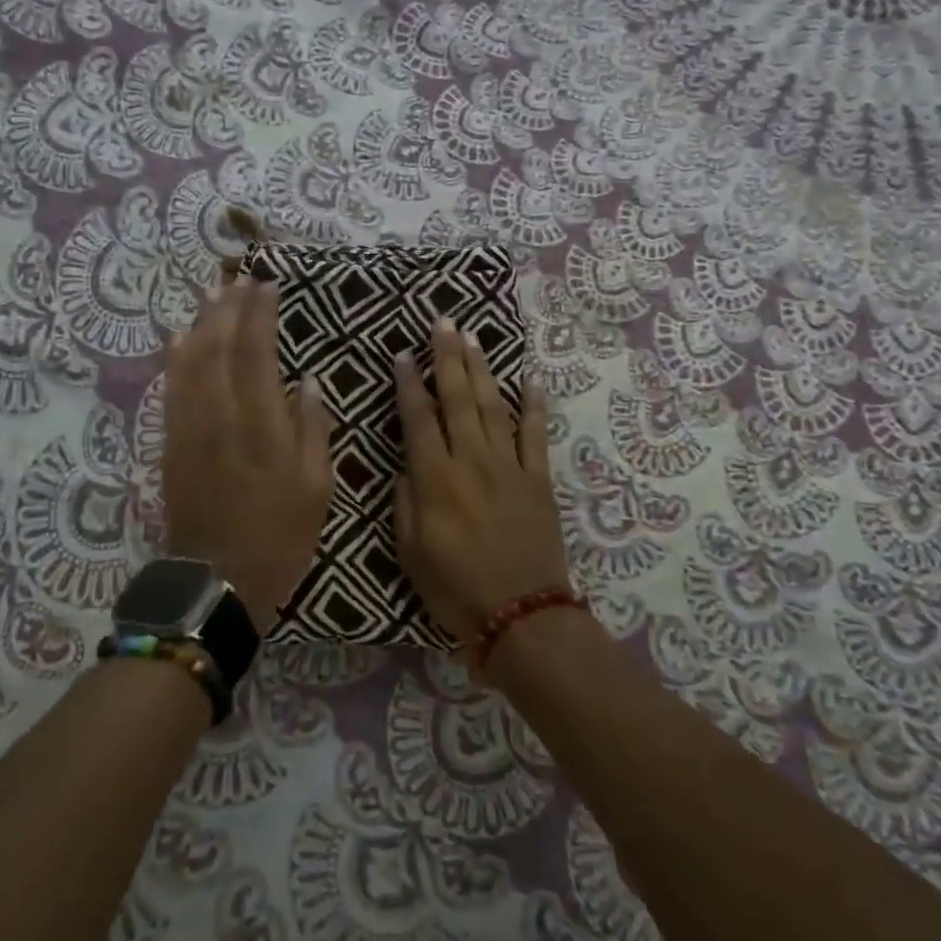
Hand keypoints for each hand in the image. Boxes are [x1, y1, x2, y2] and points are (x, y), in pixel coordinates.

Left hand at [163, 277, 333, 632]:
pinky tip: (179, 337)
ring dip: (201, 323)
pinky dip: (175, 357)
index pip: (257, 352)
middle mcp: (220, 415)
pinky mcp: (171, 442)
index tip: (267, 285)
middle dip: (229, 307)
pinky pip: (170, 388)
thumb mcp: (316, 487)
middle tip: (239, 278)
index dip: (260, 314)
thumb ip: (312, 428)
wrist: (218, 580)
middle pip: (218, 346)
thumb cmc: (279, 536)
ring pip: (189, 361)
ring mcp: (189, 427)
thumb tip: (306, 382)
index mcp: (261, 424)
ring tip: (212, 294)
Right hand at [394, 318, 567, 643]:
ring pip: (492, 406)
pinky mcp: (538, 479)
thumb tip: (408, 466)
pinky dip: (534, 405)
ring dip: (481, 369)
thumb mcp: (410, 551)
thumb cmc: (455, 589)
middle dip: (447, 357)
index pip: (417, 419)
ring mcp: (509, 467)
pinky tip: (529, 379)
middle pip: (457, 399)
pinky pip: (536, 435)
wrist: (522, 617)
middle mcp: (471, 461)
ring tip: (472, 337)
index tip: (402, 354)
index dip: (408, 384)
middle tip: (442, 322)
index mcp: (435, 479)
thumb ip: (405, 501)